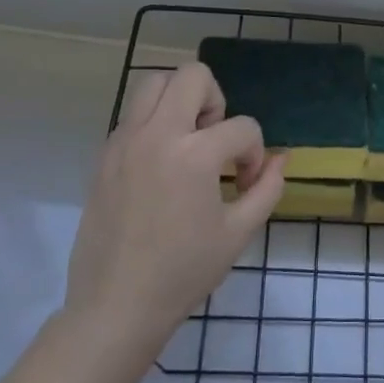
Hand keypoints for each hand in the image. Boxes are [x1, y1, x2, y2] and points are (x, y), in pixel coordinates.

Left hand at [63, 63, 283, 358]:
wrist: (116, 306)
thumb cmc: (184, 273)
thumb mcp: (239, 232)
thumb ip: (267, 188)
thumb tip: (279, 158)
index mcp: (194, 155)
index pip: (242, 127)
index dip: (255, 153)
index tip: (245, 185)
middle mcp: (156, 135)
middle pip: (193, 76)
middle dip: (216, 101)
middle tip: (215, 141)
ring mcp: (124, 141)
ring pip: (154, 82)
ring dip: (180, 100)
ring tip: (188, 142)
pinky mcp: (104, 155)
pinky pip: (133, 115)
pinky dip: (154, 122)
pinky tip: (162, 164)